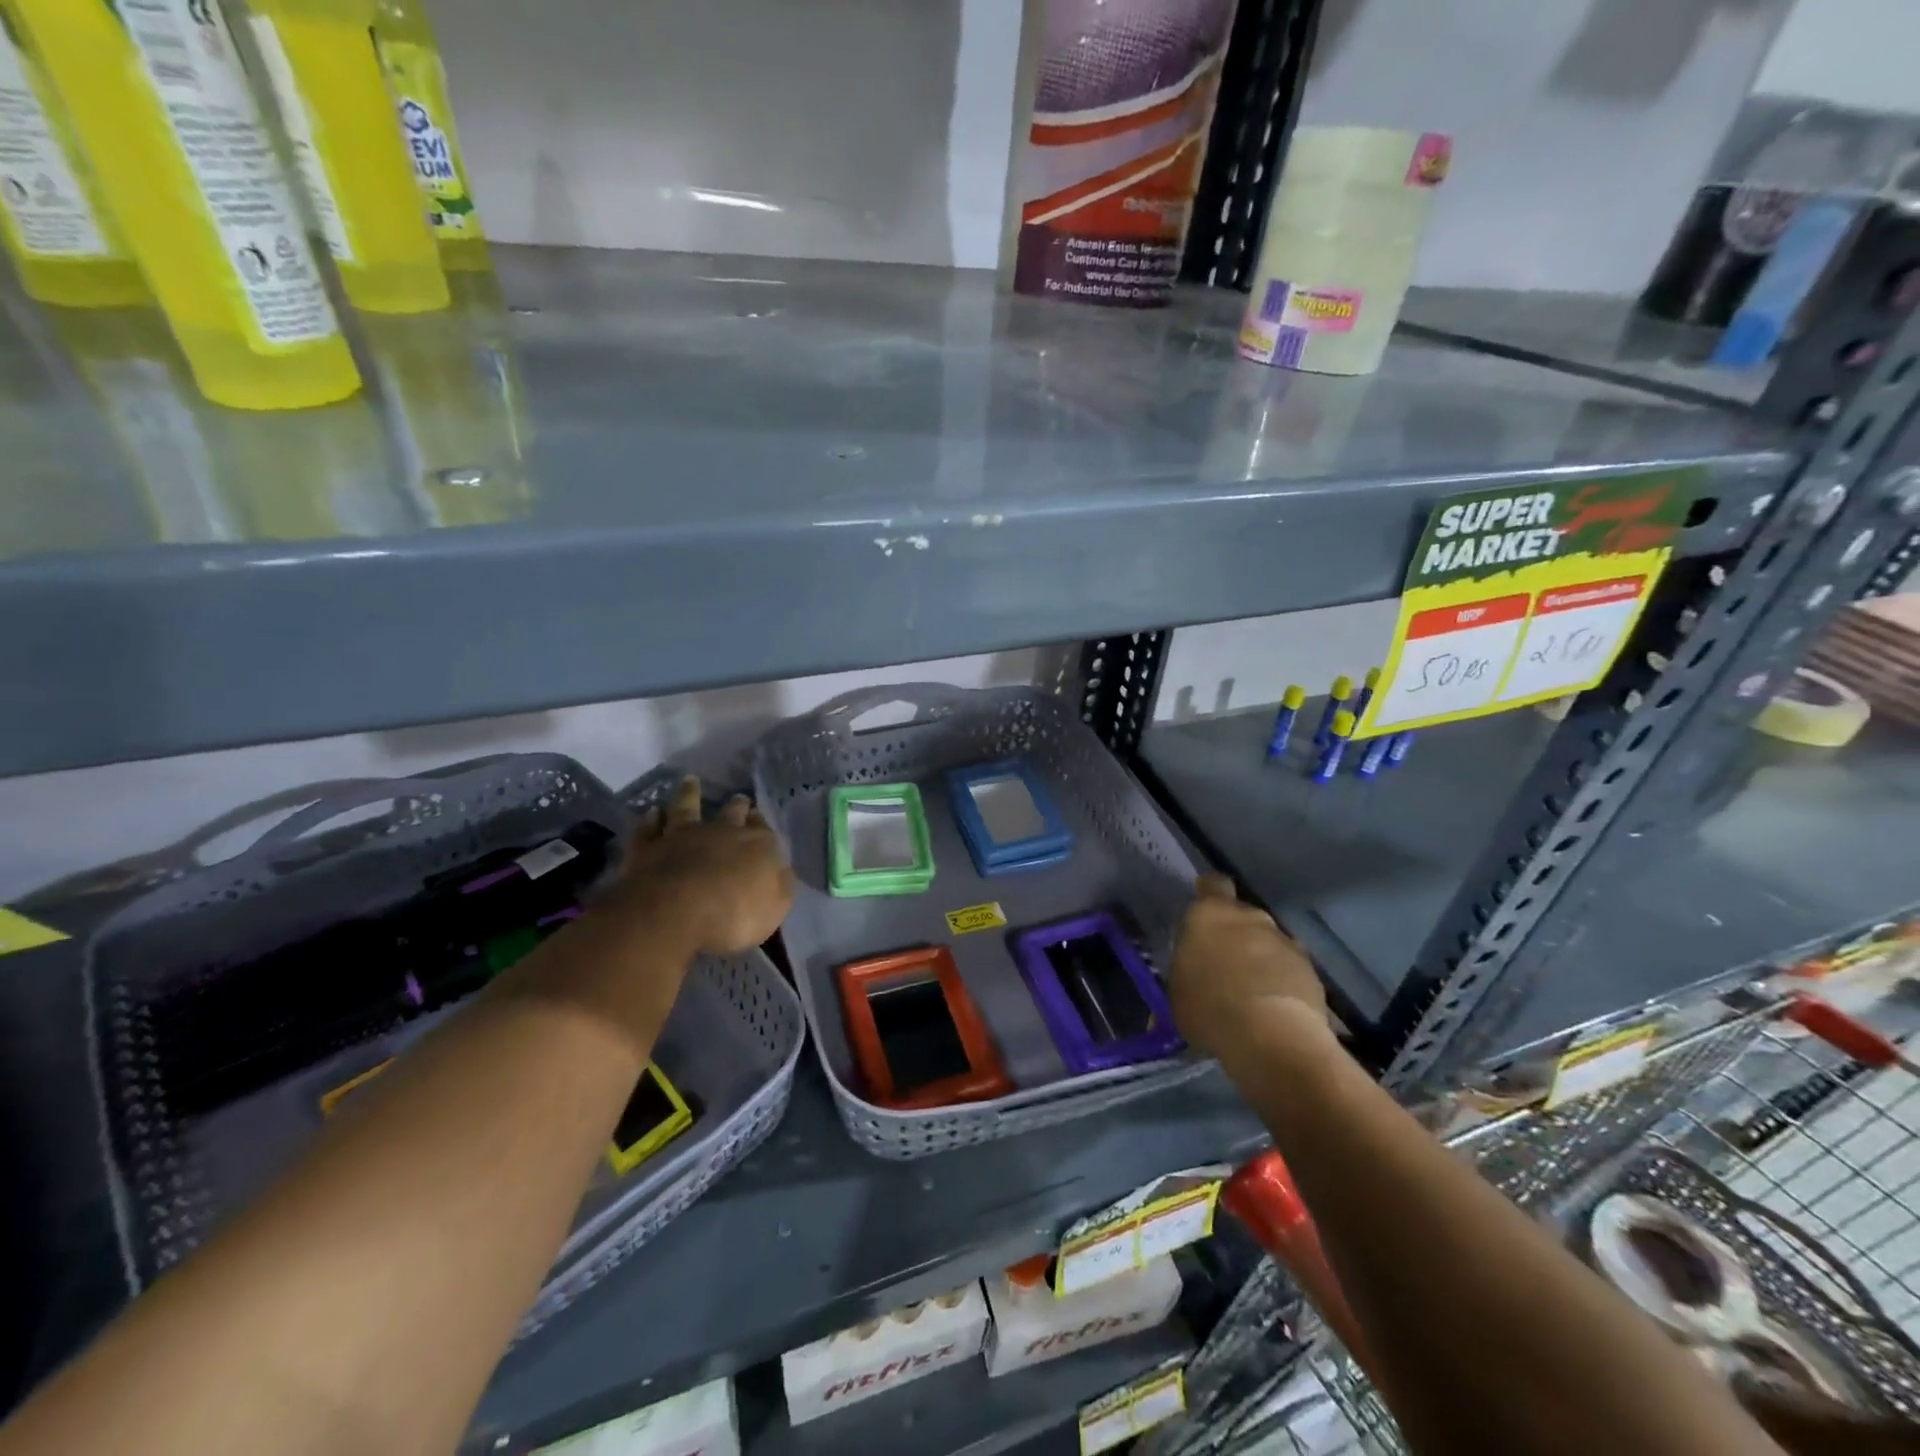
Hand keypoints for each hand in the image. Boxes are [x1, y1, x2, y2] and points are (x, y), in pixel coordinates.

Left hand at [612, 777, 794, 954]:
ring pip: (686, 808)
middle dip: (737, 805)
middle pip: (731, 812)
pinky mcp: (648, 849)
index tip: (760, 818)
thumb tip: (780, 870)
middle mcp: (721, 832)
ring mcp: (682, 837)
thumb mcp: (775, 907)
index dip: (762, 824)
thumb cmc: (735, 915)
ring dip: (689, 794)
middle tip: (739, 799)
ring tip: (690, 782)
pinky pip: (648, 829)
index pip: (764, 830)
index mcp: (757, 846)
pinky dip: (650, 820)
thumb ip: (779, 884)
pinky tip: (651, 812)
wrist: (676, 912)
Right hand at [1170, 875, 1326, 1059]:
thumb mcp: (1179, 990)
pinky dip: (1283, 983)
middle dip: (1236, 935)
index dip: (1210, 892)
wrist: (1273, 1037)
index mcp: (1210, 914)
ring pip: (1269, 943)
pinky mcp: (1312, 971)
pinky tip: (1274, 1010)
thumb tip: (1192, 974)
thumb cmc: (1209, 1007)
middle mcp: (1250, 918)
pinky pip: (1290, 970)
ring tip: (1252, 994)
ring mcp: (1285, 942)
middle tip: (1225, 965)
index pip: (1213, 884)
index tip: (1206, 908)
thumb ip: (1188, 969)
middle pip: (1243, 916)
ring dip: (1261, 960)